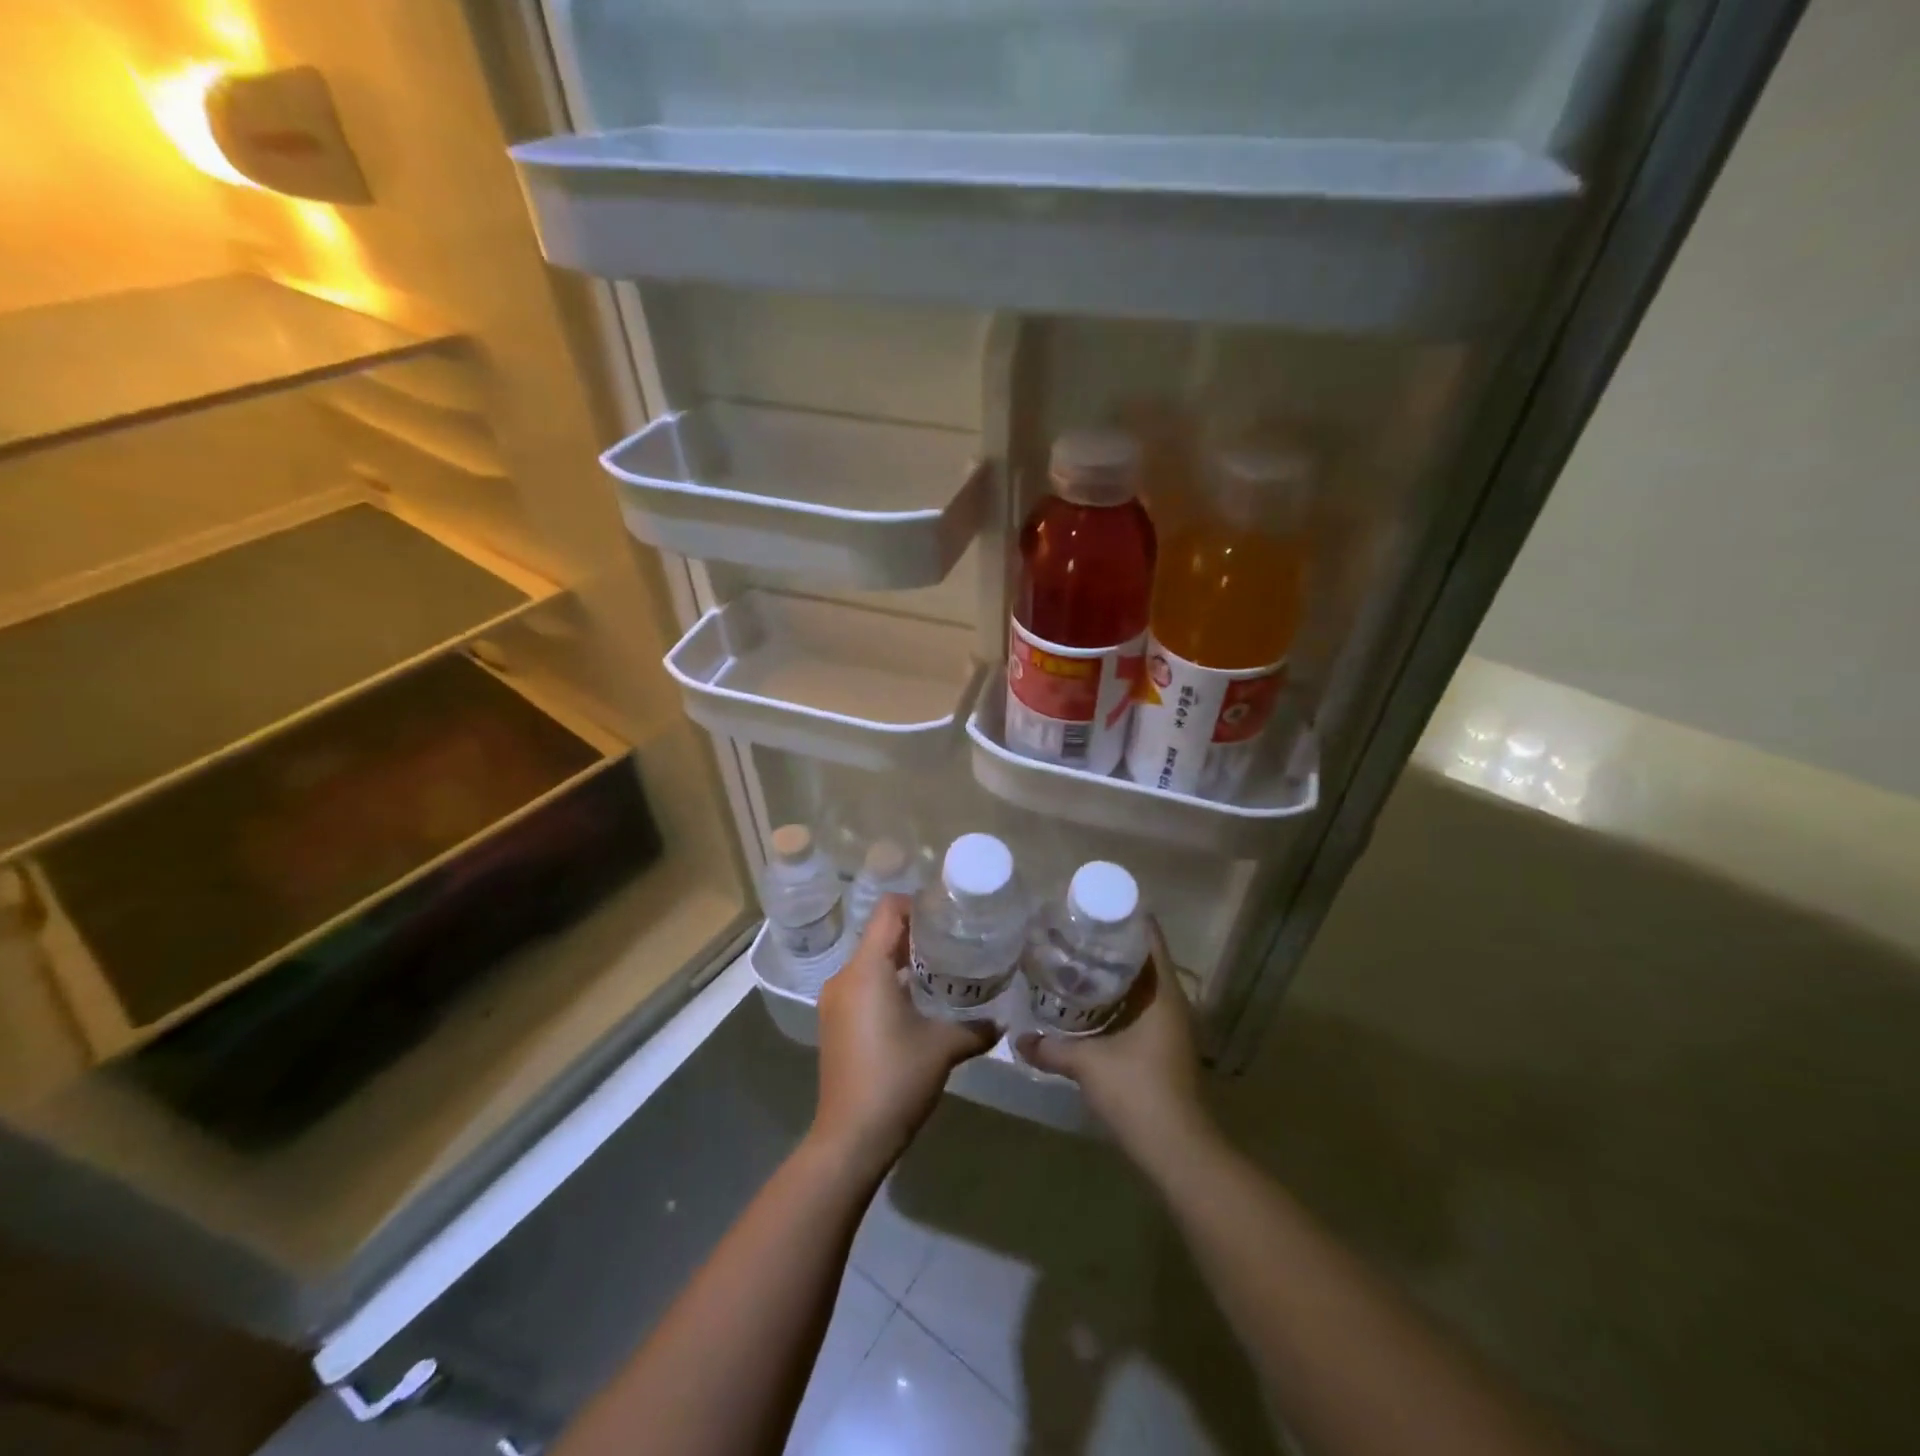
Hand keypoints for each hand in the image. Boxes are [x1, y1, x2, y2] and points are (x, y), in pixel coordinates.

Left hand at [812, 894, 996, 1178]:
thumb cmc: (896, 1079)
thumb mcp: (943, 1048)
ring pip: (871, 961)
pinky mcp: (834, 1022)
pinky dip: (888, 982)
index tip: (948, 913)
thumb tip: (1003, 1020)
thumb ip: (976, 1027)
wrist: (850, 1138)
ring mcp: (835, 1001)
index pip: (888, 911)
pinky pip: (863, 985)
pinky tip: (916, 1002)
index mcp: (867, 969)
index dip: (917, 903)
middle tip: (954, 940)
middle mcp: (844, 977)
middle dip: (916, 933)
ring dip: (902, 960)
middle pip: (879, 934)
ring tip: (941, 969)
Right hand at [1016, 917, 1215, 1178]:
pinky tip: (1087, 1004)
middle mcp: (1172, 1002)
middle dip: (1110, 944)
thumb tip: (1016, 1038)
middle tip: (1072, 932)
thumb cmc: (1139, 1093)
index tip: (1091, 905)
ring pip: (1141, 985)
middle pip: (1143, 958)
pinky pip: (1140, 1008)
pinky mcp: (1164, 1047)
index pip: (1149, 937)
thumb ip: (1051, 1048)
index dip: (1124, 916)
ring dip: (1113, 974)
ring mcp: (1171, 1027)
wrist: (1178, 1151)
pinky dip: (1117, 1000)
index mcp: (1163, 993)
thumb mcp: (1088, 1065)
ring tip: (1073, 961)